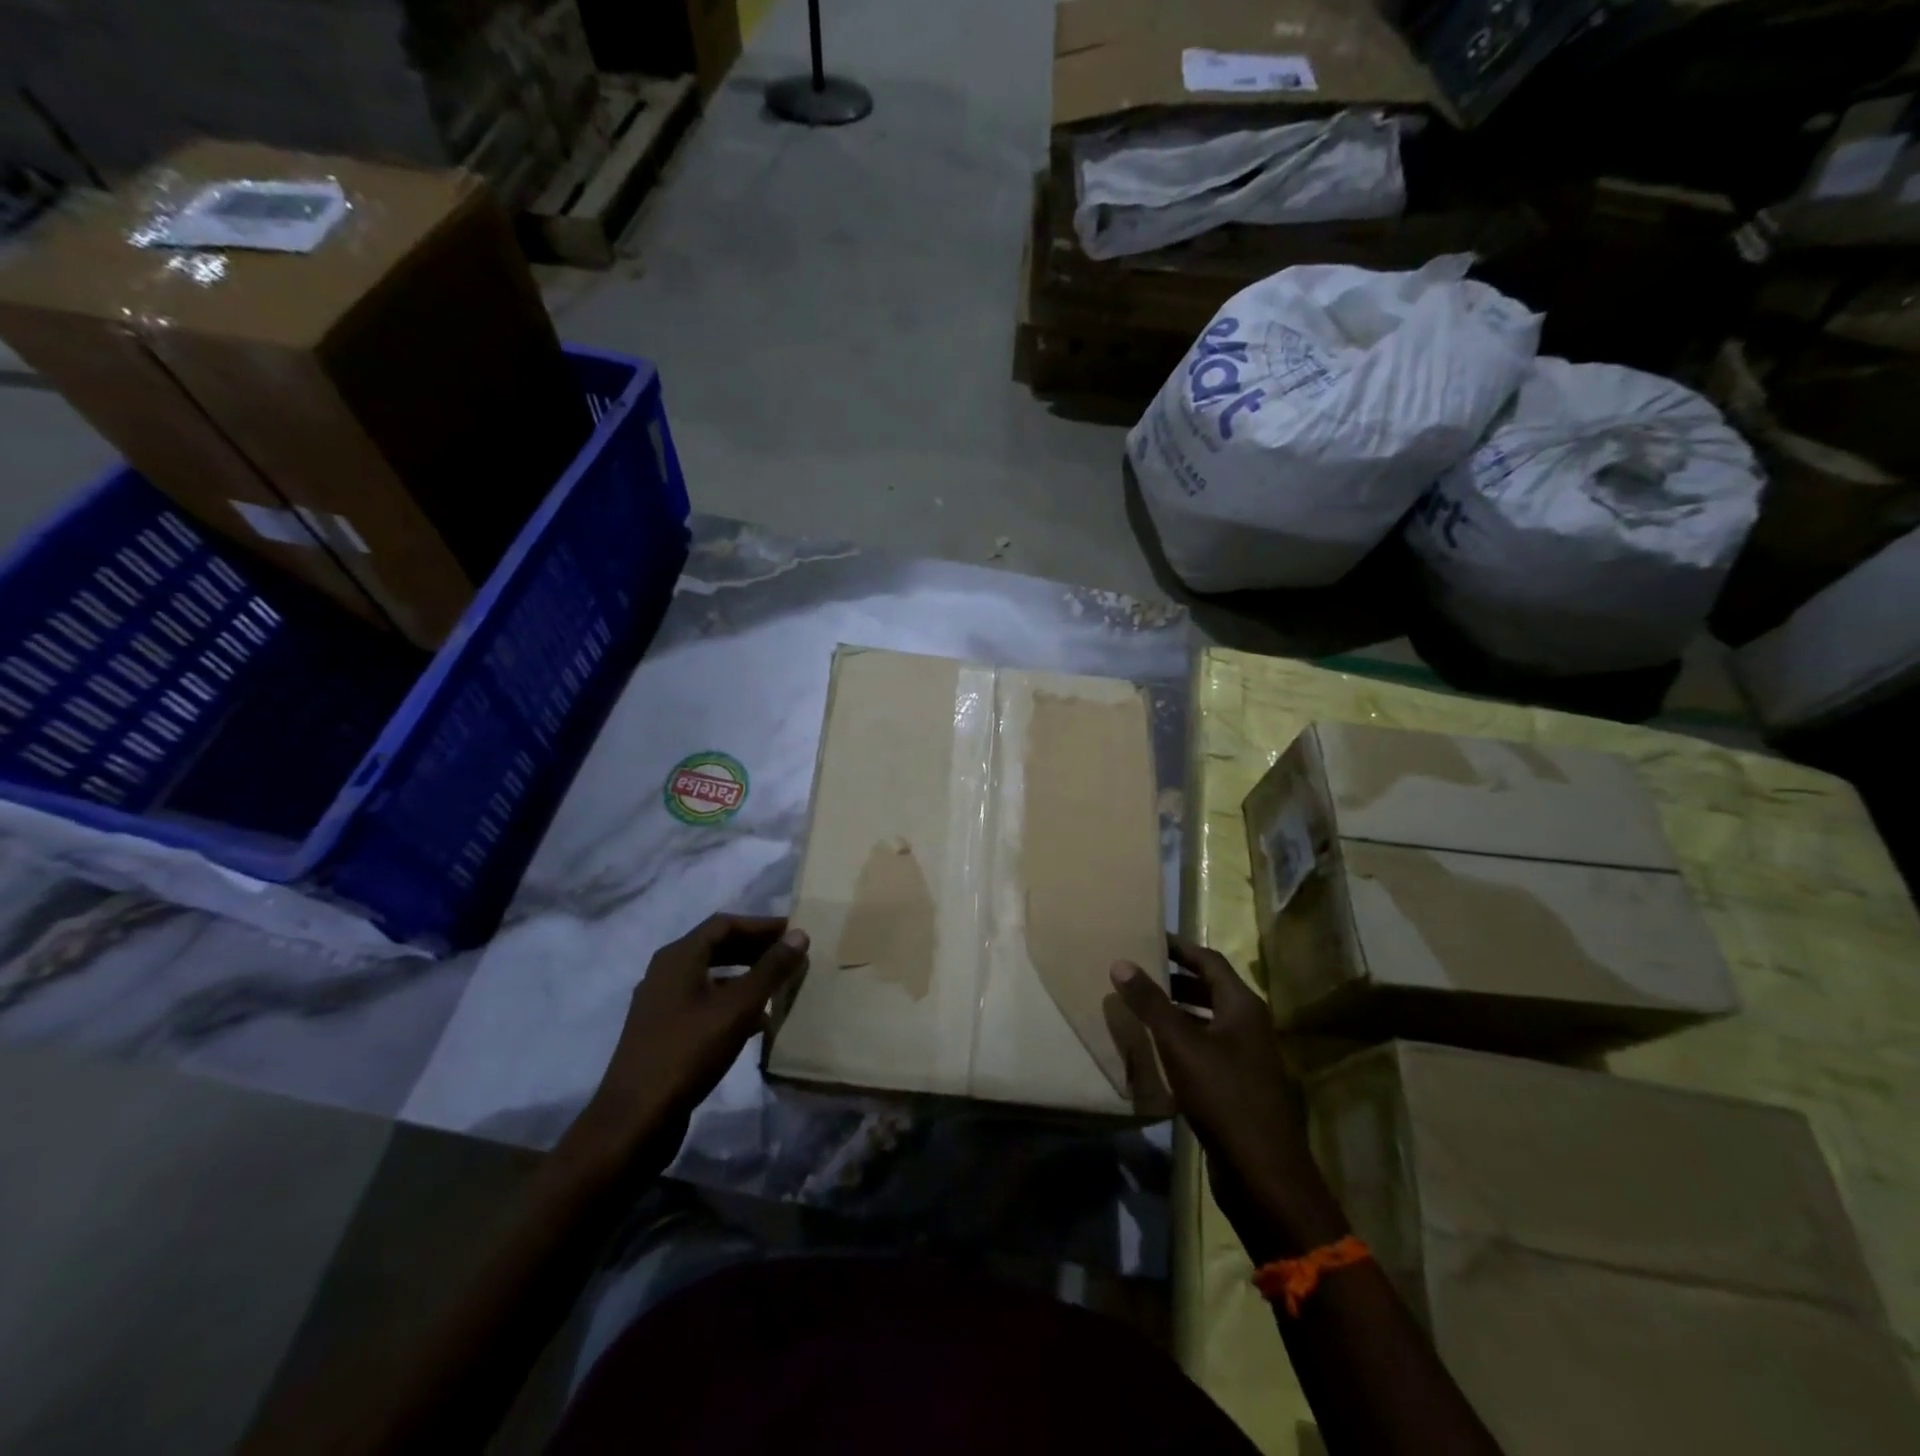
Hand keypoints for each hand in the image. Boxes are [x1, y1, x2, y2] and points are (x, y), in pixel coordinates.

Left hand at [576, 914, 809, 1162]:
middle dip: (755, 949)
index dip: (761, 925)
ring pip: (711, 977)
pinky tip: (757, 1022)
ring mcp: (662, 1004)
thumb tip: (799, 933)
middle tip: (790, 957)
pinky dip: (732, 1003)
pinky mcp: (664, 1032)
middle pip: (717, 947)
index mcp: (678, 957)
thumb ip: (770, 969)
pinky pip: (704, 1003)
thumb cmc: (688, 1053)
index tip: (793, 933)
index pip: (724, 924)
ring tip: (779, 987)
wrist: (635, 1120)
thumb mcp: (737, 1007)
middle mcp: (665, 973)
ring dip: (746, 977)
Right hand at [1110, 936, 1341, 1252]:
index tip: (1148, 936)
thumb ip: (1151, 1003)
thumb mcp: (1181, 1045)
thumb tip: (1121, 962)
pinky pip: (1206, 1048)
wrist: (1264, 1173)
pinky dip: (1182, 1040)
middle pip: (1210, 988)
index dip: (1179, 947)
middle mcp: (1248, 1025)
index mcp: (1242, 1006)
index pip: (1209, 960)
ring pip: (1207, 1020)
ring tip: (1139, 1005)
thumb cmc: (1224, 1096)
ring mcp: (1246, 1057)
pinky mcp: (1237, 1085)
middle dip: (1174, 977)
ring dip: (1177, 1009)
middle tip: (1137, 970)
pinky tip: (1155, 1049)